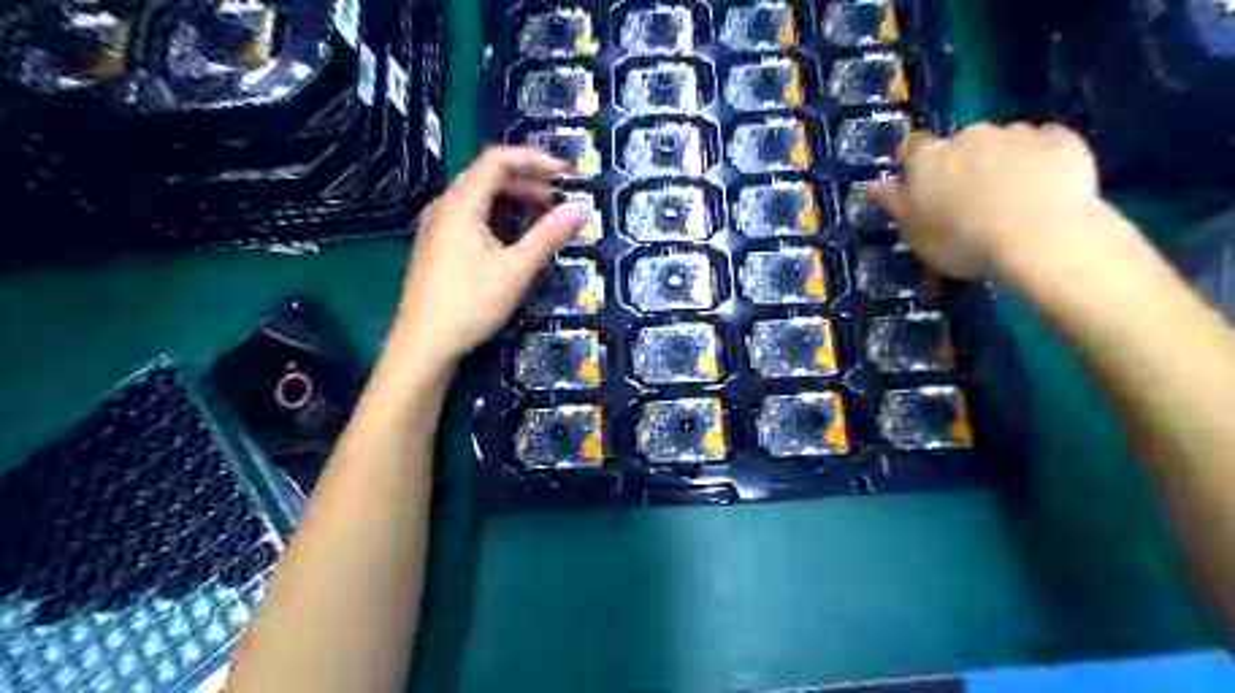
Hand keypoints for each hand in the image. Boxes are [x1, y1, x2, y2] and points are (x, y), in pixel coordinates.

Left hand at [398, 147, 583, 366]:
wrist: (424, 343)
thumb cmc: (471, 303)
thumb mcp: (516, 270)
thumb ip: (547, 236)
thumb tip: (579, 209)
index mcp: (461, 203)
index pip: (497, 161)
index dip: (533, 160)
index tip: (566, 172)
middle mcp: (445, 207)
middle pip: (487, 176)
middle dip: (527, 180)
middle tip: (559, 195)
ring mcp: (437, 227)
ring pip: (479, 198)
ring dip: (513, 199)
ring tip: (543, 213)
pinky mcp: (437, 246)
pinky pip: (470, 216)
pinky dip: (498, 215)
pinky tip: (513, 236)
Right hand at [861, 121, 1104, 276]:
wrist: (1040, 237)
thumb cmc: (962, 241)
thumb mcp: (915, 233)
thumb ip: (893, 203)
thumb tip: (870, 183)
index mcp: (928, 158)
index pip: (914, 150)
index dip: (920, 169)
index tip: (928, 192)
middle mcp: (968, 135)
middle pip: (961, 144)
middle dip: (964, 164)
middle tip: (972, 201)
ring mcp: (1017, 133)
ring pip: (1003, 142)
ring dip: (1003, 161)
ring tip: (1013, 198)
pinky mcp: (1061, 139)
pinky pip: (1045, 144)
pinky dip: (1041, 160)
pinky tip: (1045, 187)